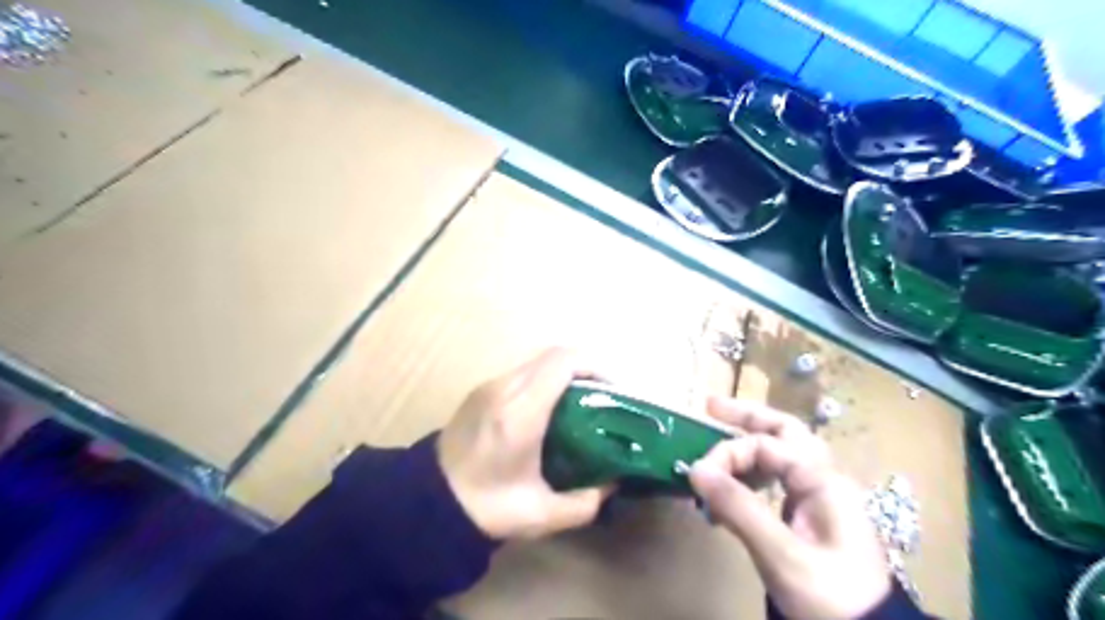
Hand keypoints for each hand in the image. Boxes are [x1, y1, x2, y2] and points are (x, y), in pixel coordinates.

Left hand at [436, 350, 606, 542]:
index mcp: (521, 412)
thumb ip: (585, 502)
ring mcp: (488, 387)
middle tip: (600, 398)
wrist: (427, 503)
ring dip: (562, 374)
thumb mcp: (542, 514)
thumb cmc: (486, 507)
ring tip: (578, 404)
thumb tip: (612, 483)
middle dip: (584, 370)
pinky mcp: (479, 392)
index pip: (563, 362)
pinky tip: (547, 411)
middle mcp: (504, 388)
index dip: (594, 366)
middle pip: (553, 355)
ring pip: (536, 363)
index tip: (612, 390)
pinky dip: (543, 381)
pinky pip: (521, 373)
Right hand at [689, 397, 886, 619]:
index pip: (765, 445)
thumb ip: (739, 508)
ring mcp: (819, 497)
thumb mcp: (782, 555)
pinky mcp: (810, 516)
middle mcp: (823, 479)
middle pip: (783, 430)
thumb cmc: (831, 597)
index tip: (697, 476)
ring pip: (781, 452)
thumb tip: (695, 469)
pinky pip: (778, 479)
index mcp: (822, 480)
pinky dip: (752, 472)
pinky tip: (734, 484)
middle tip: (709, 406)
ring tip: (717, 439)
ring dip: (748, 442)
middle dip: (746, 416)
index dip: (728, 453)